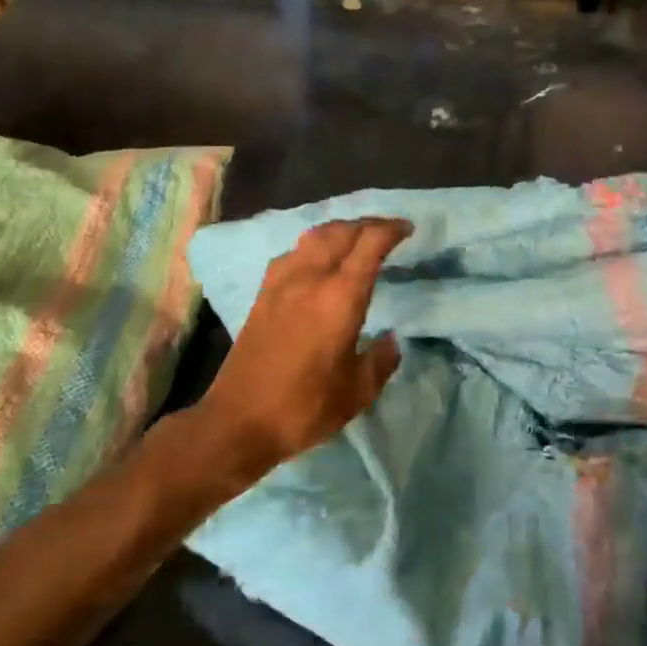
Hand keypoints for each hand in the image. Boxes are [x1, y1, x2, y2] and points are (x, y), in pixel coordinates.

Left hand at [197, 217, 411, 478]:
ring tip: (355, 239)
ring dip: (339, 230)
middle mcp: (310, 279)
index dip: (391, 231)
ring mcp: (281, 284)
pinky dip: (313, 246)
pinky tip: (317, 262)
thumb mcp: (358, 391)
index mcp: (339, 297)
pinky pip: (293, 253)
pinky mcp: (262, 295)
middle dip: (367, 224)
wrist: (238, 421)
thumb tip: (390, 339)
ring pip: (313, 236)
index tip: (408, 229)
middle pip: (340, 232)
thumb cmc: (304, 407)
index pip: (369, 245)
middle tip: (387, 231)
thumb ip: (380, 360)